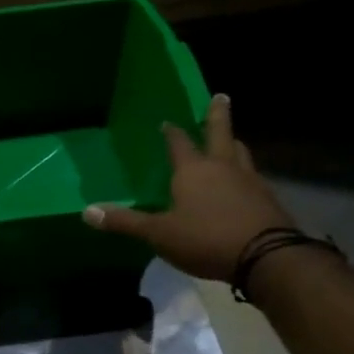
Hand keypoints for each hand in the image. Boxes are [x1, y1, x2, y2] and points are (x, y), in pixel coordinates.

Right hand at [83, 94, 295, 282]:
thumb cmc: (205, 238)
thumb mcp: (159, 234)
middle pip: (220, 133)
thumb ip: (125, 222)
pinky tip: (244, 183)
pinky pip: (253, 178)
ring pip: (241, 153)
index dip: (171, 132)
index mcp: (193, 170)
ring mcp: (249, 181)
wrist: (265, 256)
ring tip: (232, 141)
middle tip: (221, 96)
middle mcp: (222, 167)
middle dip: (218, 114)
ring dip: (234, 144)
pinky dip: (246, 174)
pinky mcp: (267, 199)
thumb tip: (86, 212)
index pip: (178, 143)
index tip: (166, 121)